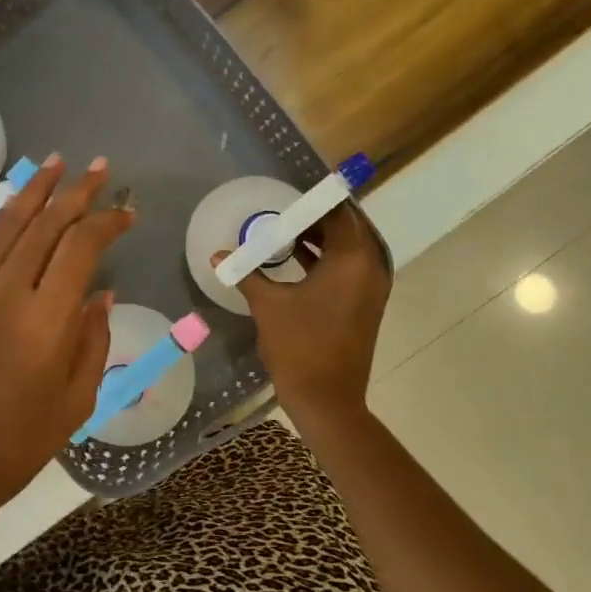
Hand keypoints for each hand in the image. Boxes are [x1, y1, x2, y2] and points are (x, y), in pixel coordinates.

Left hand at [0, 156, 132, 521]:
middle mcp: (7, 291)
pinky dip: (1, 218)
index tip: (127, 212)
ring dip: (34, 191)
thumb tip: (100, 295)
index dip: (107, 222)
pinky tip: (13, 207)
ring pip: (7, 225)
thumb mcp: (74, 401)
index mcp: (45, 319)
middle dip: (76, 192)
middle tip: (99, 168)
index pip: (81, 247)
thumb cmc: (16, 445)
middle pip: (45, 225)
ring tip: (55, 164)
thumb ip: (92, 340)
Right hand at [214, 203, 389, 421]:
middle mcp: (371, 266)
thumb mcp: (268, 304)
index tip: (286, 192)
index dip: (313, 200)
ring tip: (284, 228)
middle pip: (347, 225)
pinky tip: (295, 254)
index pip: (338, 211)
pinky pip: (350, 265)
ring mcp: (372, 286)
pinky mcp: (366, 302)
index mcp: (352, 258)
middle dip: (316, 215)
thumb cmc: (298, 346)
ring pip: (350, 246)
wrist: (327, 399)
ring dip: (321, 236)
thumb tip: (218, 255)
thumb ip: (246, 272)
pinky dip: (327, 256)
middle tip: (283, 208)